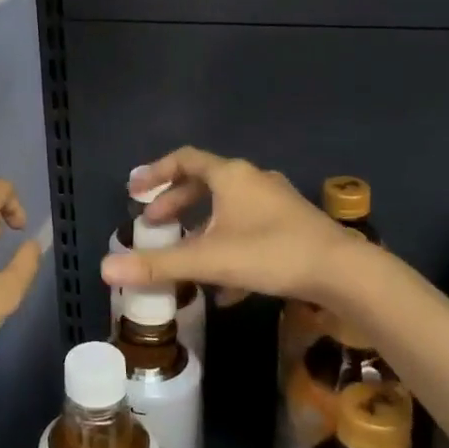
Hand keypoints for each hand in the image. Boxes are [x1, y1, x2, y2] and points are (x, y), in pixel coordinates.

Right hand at [102, 147, 364, 303]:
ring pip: (228, 209)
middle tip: (153, 223)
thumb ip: (158, 265)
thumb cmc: (271, 253)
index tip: (134, 190)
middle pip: (205, 184)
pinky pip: (250, 230)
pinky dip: (229, 247)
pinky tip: (224, 287)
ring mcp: (276, 203)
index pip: (185, 159)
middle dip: (175, 203)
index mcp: (231, 176)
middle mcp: (253, 181)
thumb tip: (104, 270)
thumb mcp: (209, 260)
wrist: (344, 272)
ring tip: (184, 253)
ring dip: (201, 227)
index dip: (156, 172)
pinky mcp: (293, 227)